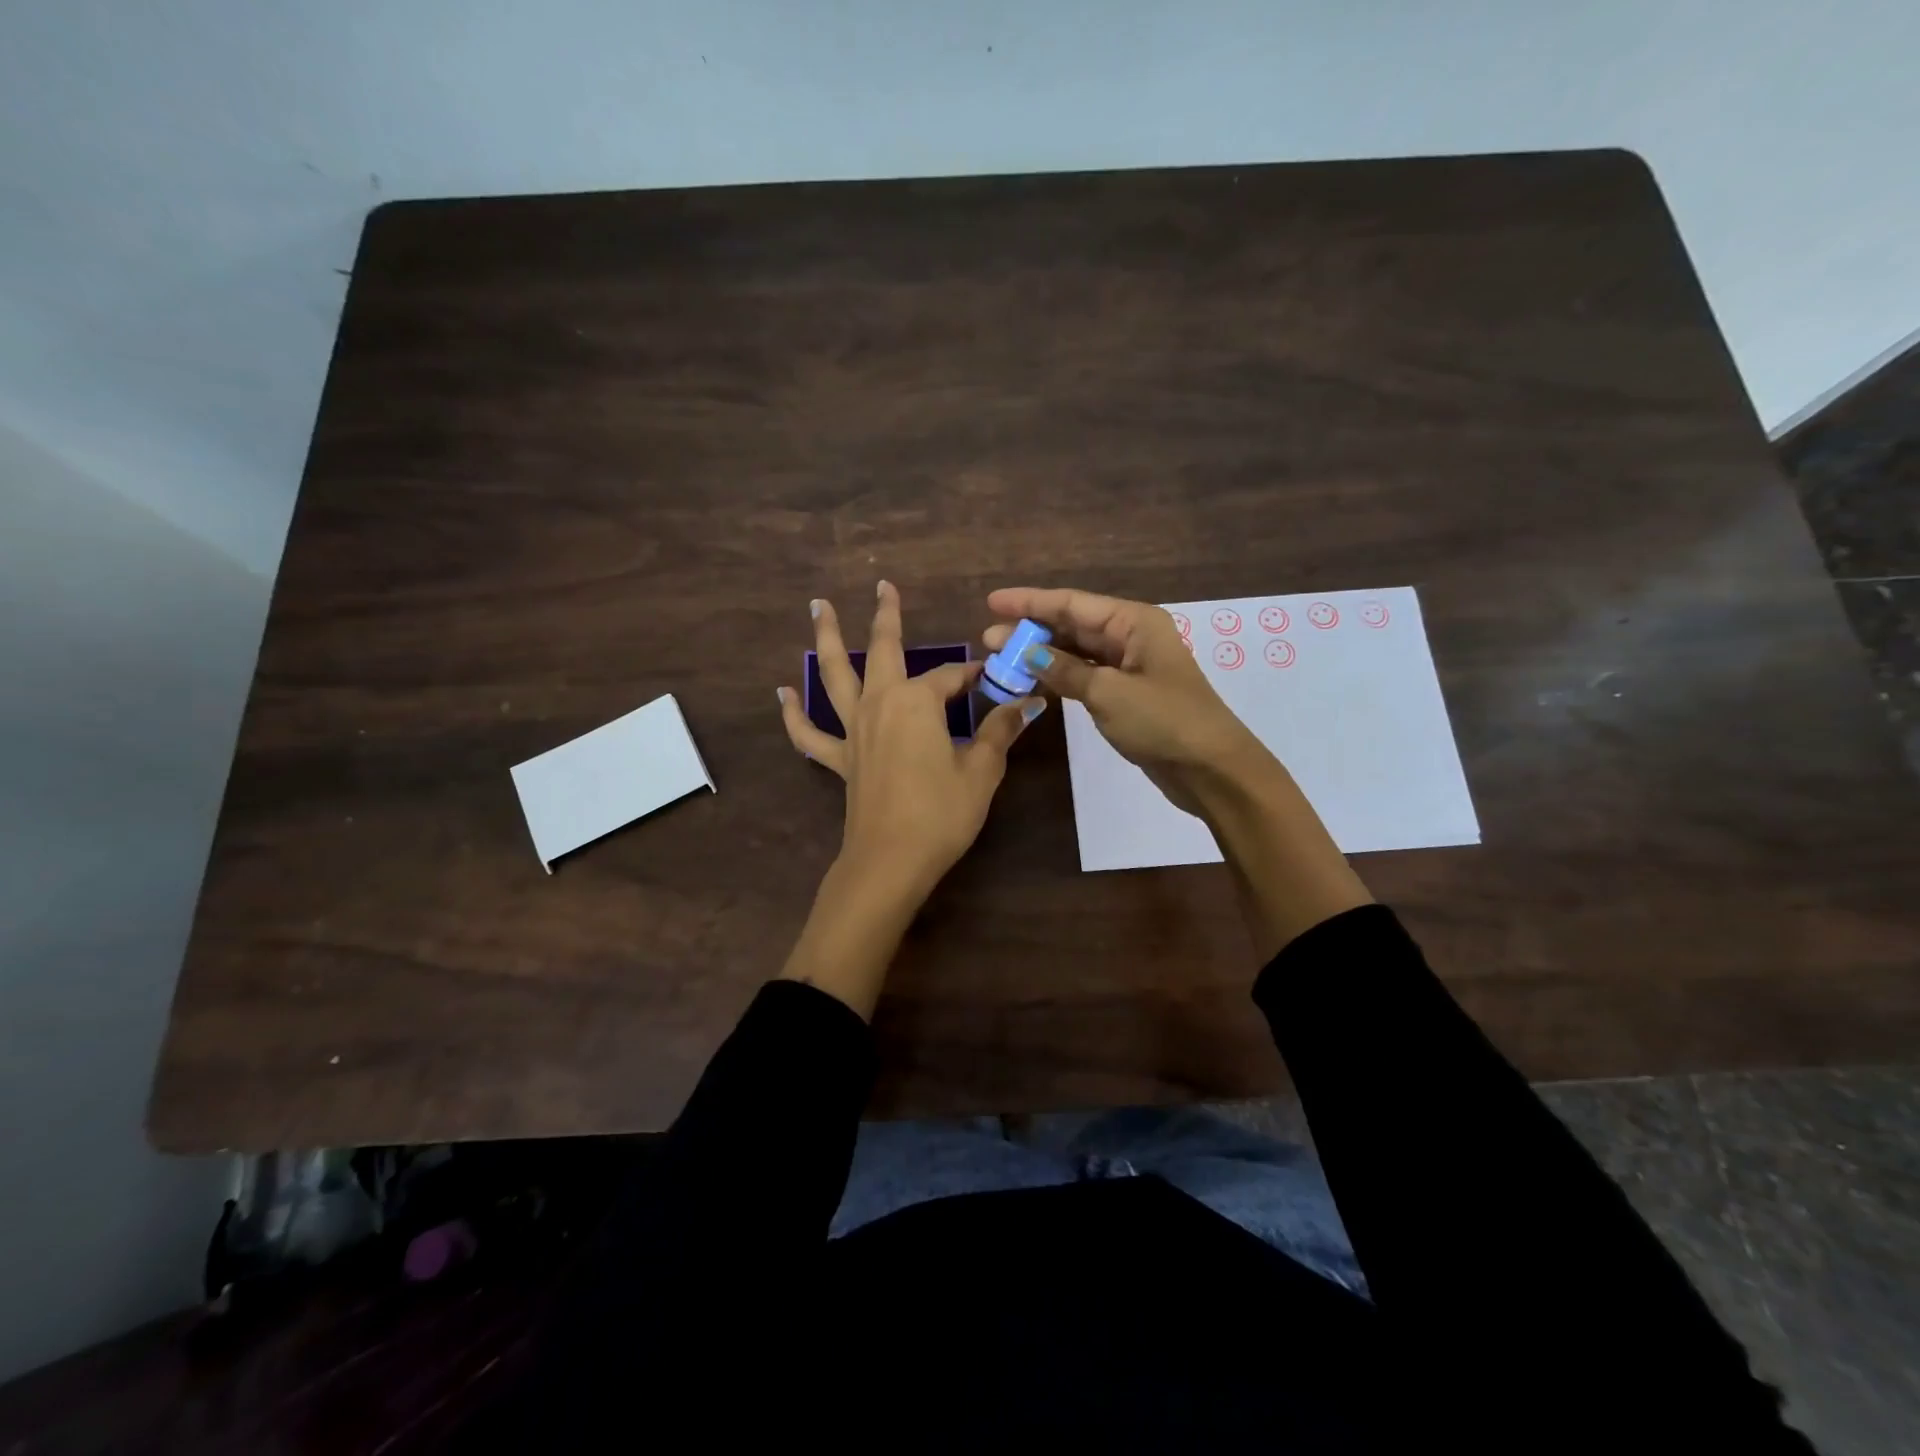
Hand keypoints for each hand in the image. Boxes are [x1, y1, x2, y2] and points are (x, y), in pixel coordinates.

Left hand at [781, 581, 1044, 900]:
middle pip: (883, 650)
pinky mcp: (840, 759)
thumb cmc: (941, 813)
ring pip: (835, 676)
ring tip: (818, 607)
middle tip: (883, 586)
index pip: (951, 678)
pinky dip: (793, 714)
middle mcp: (880, 704)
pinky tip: (781, 694)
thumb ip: (1000, 731)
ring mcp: (853, 731)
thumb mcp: (982, 771)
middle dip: (886, 617)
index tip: (994, 677)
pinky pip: (810, 734)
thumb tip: (1026, 703)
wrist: (891, 860)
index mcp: (917, 702)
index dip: (974, 676)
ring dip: (828, 639)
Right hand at [986, 584, 1370, 958]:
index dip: (1030, 602)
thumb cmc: (1164, 721)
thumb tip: (1027, 652)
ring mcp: (1129, 667)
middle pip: (1073, 625)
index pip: (1072, 604)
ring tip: (1002, 660)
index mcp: (1134, 622)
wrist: (1210, 769)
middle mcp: (1132, 637)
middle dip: (1031, 630)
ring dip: (1041, 655)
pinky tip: (1032, 681)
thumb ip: (1065, 670)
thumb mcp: (1109, 693)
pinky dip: (1058, 677)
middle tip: (988, 639)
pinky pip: (1085, 676)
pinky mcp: (1126, 695)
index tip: (992, 602)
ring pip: (1076, 652)